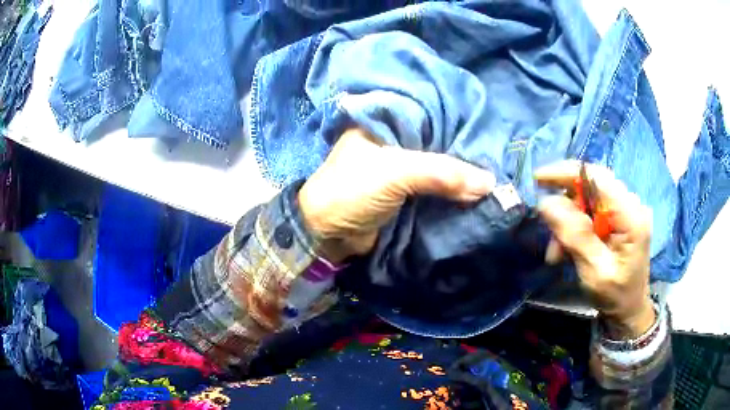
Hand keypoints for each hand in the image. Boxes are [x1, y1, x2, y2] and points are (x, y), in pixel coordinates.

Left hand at [298, 128, 495, 263]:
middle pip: (436, 142)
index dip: (457, 121)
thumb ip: (442, 173)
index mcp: (384, 123)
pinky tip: (476, 190)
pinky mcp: (403, 194)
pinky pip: (434, 188)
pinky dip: (451, 191)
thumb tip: (490, 183)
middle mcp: (393, 142)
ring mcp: (398, 169)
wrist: (327, 236)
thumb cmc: (352, 191)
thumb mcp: (396, 173)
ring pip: (437, 167)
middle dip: (462, 150)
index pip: (429, 115)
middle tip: (496, 153)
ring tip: (494, 171)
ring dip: (459, 174)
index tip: (487, 129)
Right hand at [535, 160, 654, 339]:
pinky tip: (567, 248)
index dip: (567, 173)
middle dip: (566, 205)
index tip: (538, 179)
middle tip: (548, 229)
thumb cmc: (616, 296)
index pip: (598, 178)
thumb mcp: (595, 272)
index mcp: (631, 216)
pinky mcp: (620, 218)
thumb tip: (547, 203)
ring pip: (587, 200)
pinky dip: (575, 227)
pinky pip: (591, 211)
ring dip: (568, 221)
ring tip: (557, 252)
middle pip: (591, 186)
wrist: (629, 310)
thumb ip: (575, 236)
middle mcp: (631, 205)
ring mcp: (626, 210)